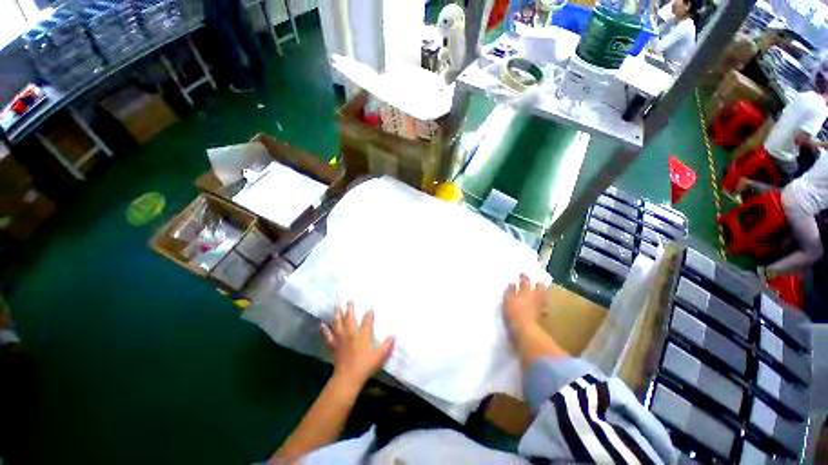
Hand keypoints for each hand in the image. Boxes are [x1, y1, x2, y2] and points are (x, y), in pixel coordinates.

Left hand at [321, 302, 394, 387]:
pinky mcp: (333, 345)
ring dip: (338, 313)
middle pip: (350, 317)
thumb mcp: (379, 355)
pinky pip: (328, 336)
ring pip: (338, 322)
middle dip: (350, 308)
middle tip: (349, 299)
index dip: (369, 314)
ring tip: (337, 305)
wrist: (347, 377)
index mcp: (362, 334)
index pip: (367, 320)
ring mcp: (341, 338)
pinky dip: (325, 330)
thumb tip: (394, 335)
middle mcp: (351, 333)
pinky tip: (322, 324)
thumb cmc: (365, 366)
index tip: (370, 307)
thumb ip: (387, 345)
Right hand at [503, 273, 547, 334]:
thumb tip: (513, 283)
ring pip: (543, 296)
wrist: (525, 329)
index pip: (525, 281)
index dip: (524, 277)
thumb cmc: (513, 312)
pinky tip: (543, 306)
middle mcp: (534, 296)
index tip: (522, 273)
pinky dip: (543, 305)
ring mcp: (539, 305)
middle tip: (536, 281)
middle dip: (537, 283)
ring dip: (542, 293)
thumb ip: (510, 290)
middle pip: (538, 287)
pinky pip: (544, 307)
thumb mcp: (508, 299)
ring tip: (541, 291)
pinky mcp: (541, 315)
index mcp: (525, 291)